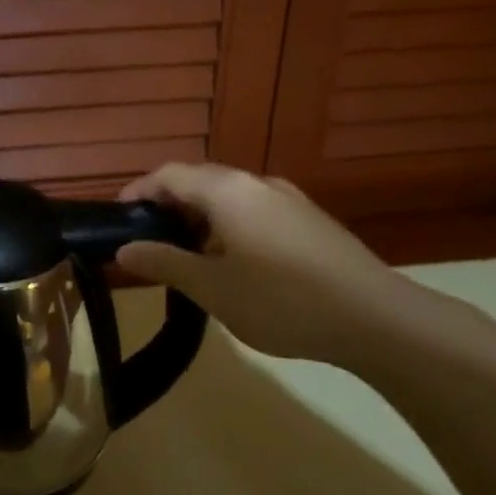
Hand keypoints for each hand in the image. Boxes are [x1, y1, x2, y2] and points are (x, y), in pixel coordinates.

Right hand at [115, 164, 414, 366]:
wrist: (377, 319)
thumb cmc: (281, 300)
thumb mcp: (211, 287)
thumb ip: (164, 263)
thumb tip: (124, 249)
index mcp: (227, 191)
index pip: (168, 175)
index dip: (138, 192)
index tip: (118, 218)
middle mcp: (257, 184)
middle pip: (199, 181)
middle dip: (167, 205)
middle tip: (147, 240)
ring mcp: (289, 200)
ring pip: (229, 198)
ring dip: (199, 218)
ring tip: (186, 256)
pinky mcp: (310, 222)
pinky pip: (254, 211)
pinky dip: (228, 227)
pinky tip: (232, 264)